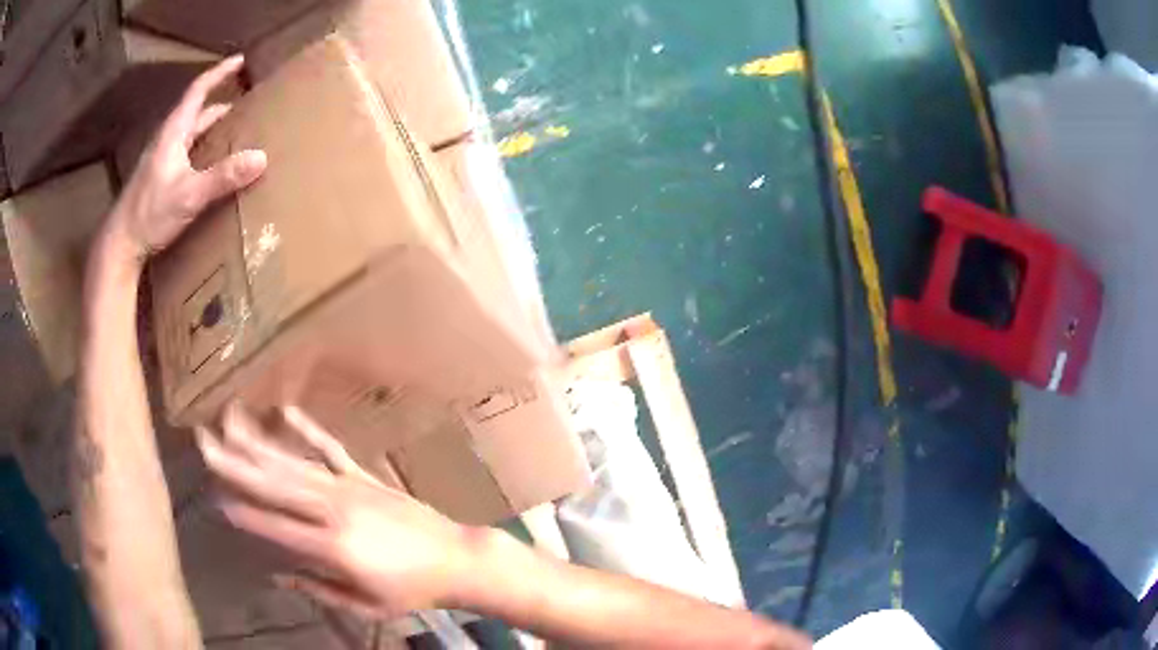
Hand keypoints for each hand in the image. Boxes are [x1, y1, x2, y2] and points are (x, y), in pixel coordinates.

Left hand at [99, 55, 266, 268]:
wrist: (120, 245)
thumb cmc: (149, 214)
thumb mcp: (189, 195)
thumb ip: (223, 176)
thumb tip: (261, 157)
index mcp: (173, 133)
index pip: (198, 91)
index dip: (219, 73)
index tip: (240, 60)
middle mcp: (167, 141)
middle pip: (197, 113)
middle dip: (220, 104)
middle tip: (245, 104)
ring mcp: (161, 161)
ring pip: (191, 135)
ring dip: (211, 129)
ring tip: (235, 133)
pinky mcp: (160, 180)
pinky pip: (187, 154)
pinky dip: (203, 151)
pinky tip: (212, 166)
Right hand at [196, 404, 480, 618]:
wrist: (457, 558)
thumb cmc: (412, 590)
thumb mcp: (366, 605)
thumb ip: (319, 589)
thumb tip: (279, 575)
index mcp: (333, 548)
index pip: (277, 527)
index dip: (246, 514)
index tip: (216, 498)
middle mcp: (334, 510)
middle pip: (276, 485)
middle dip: (236, 464)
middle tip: (204, 442)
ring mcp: (349, 487)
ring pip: (294, 462)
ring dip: (258, 441)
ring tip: (229, 420)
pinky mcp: (364, 475)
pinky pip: (330, 448)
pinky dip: (306, 429)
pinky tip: (284, 411)